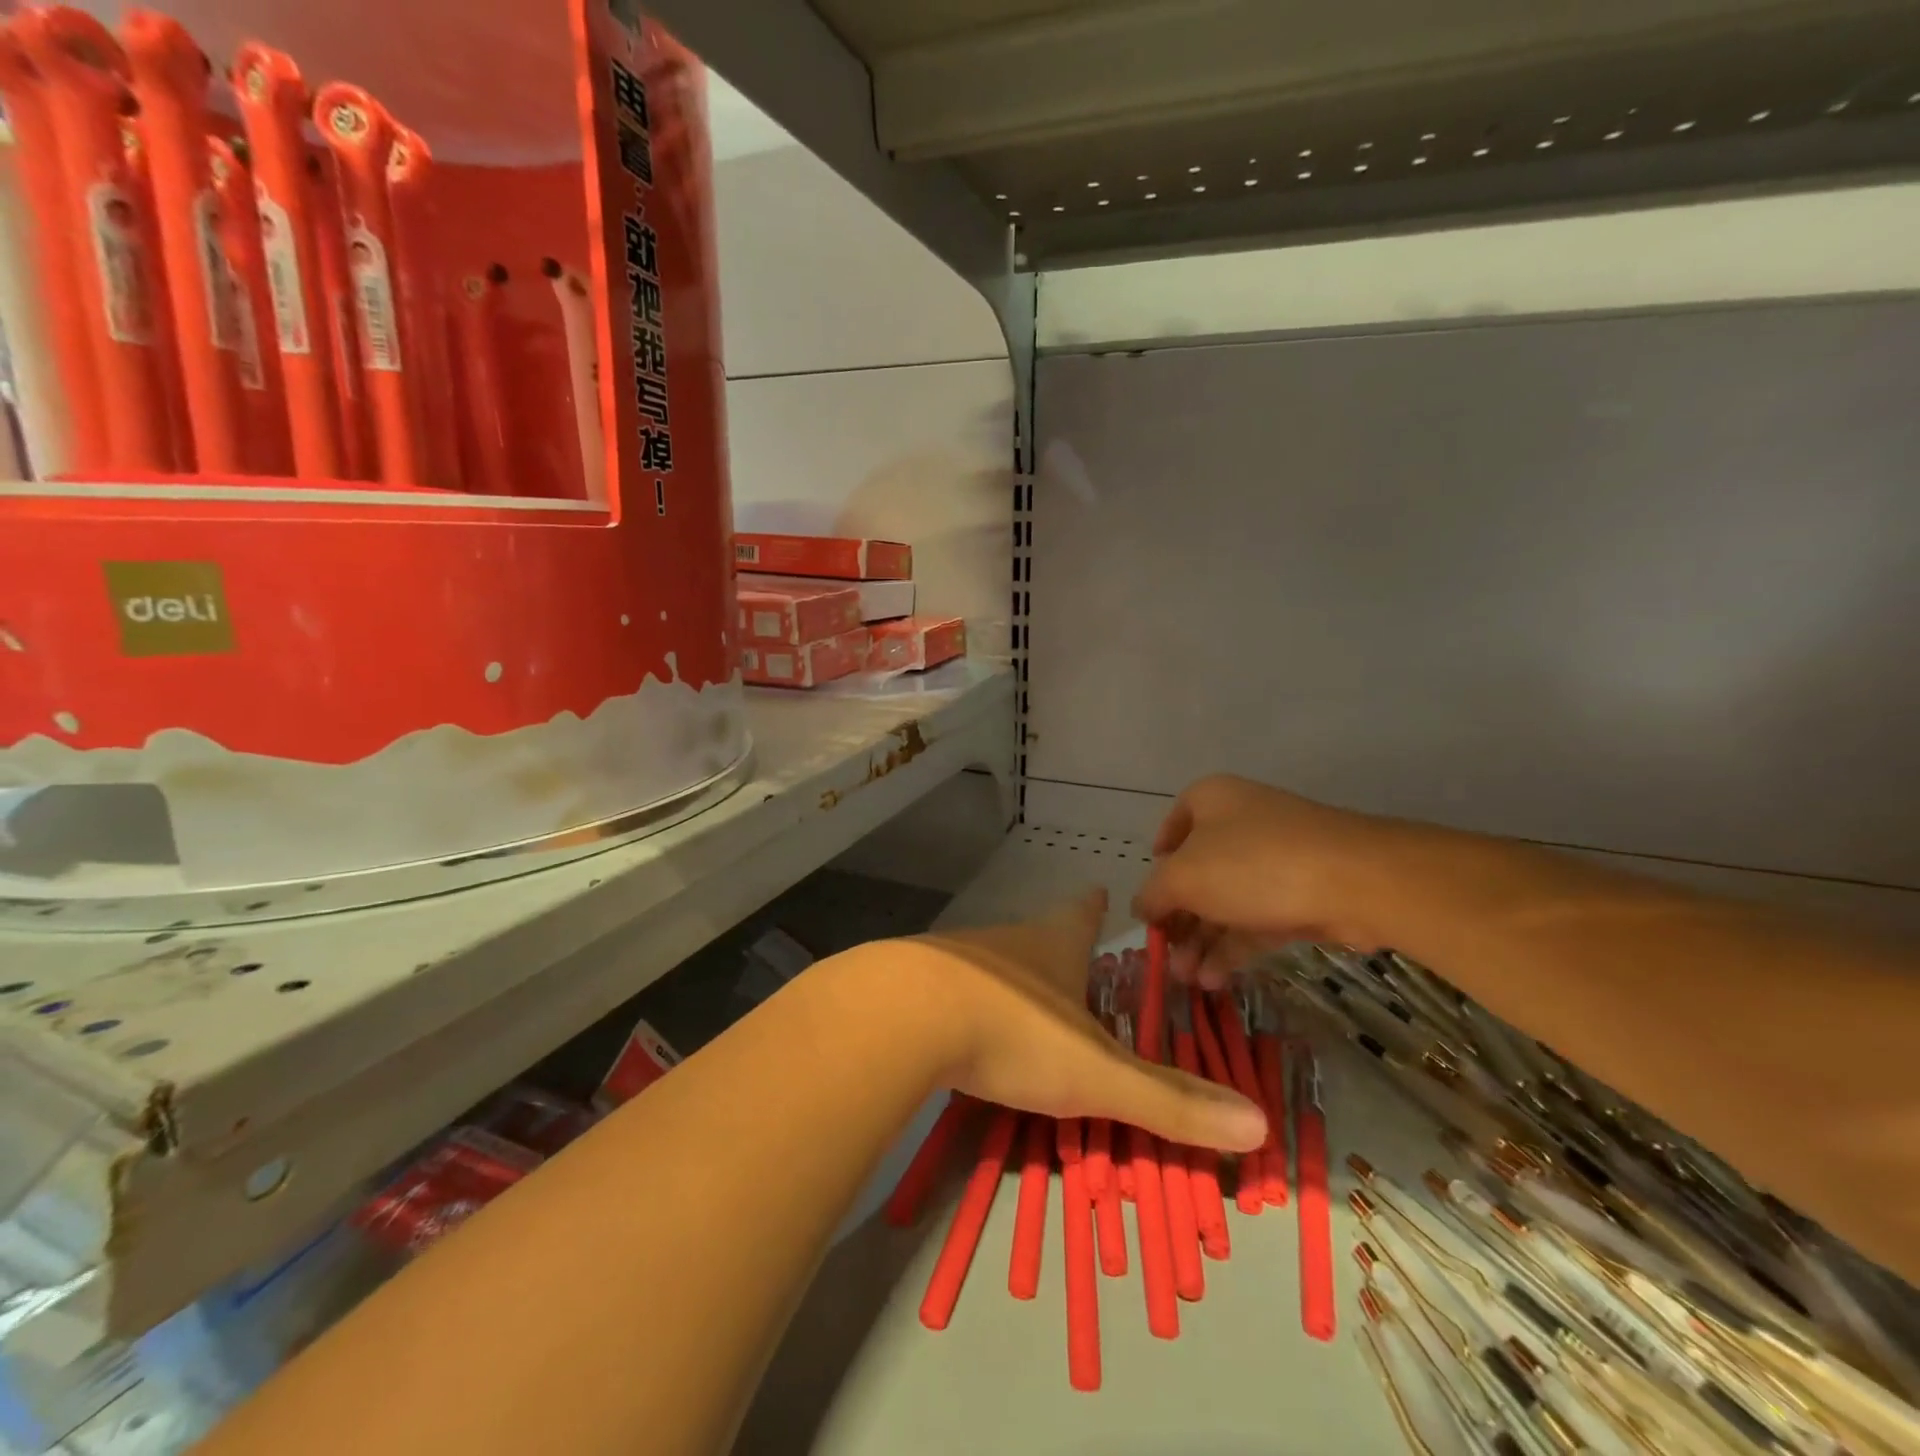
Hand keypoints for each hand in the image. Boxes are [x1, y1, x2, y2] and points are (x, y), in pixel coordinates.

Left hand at [906, 889, 1265, 1151]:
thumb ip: (1169, 1102)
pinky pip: (948, 987)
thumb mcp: (1097, 1074)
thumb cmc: (1015, 1031)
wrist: (904, 1015)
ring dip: (1009, 975)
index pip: (1081, 915)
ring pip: (992, 960)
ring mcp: (956, 957)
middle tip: (1067, 957)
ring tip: (1019, 998)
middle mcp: (1007, 942)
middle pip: (1037, 935)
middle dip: (1054, 945)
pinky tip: (956, 1025)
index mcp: (1053, 946)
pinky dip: (962, 1000)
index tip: (1098, 889)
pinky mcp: (913, 982)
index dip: (1093, 906)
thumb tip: (1259, 1126)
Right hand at [1130, 775, 1383, 986]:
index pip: (1172, 828)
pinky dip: (1231, 949)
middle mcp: (1240, 824)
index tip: (1150, 900)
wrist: (1354, 881)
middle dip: (1178, 919)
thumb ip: (1153, 894)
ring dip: (1201, 942)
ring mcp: (1274, 861)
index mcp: (1210, 802)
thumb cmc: (1252, 864)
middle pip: (1197, 874)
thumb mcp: (1183, 877)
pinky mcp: (1300, 895)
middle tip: (1164, 956)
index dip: (1157, 865)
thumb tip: (1142, 907)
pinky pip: (1254, 921)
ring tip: (1186, 980)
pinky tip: (1213, 980)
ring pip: (1225, 902)